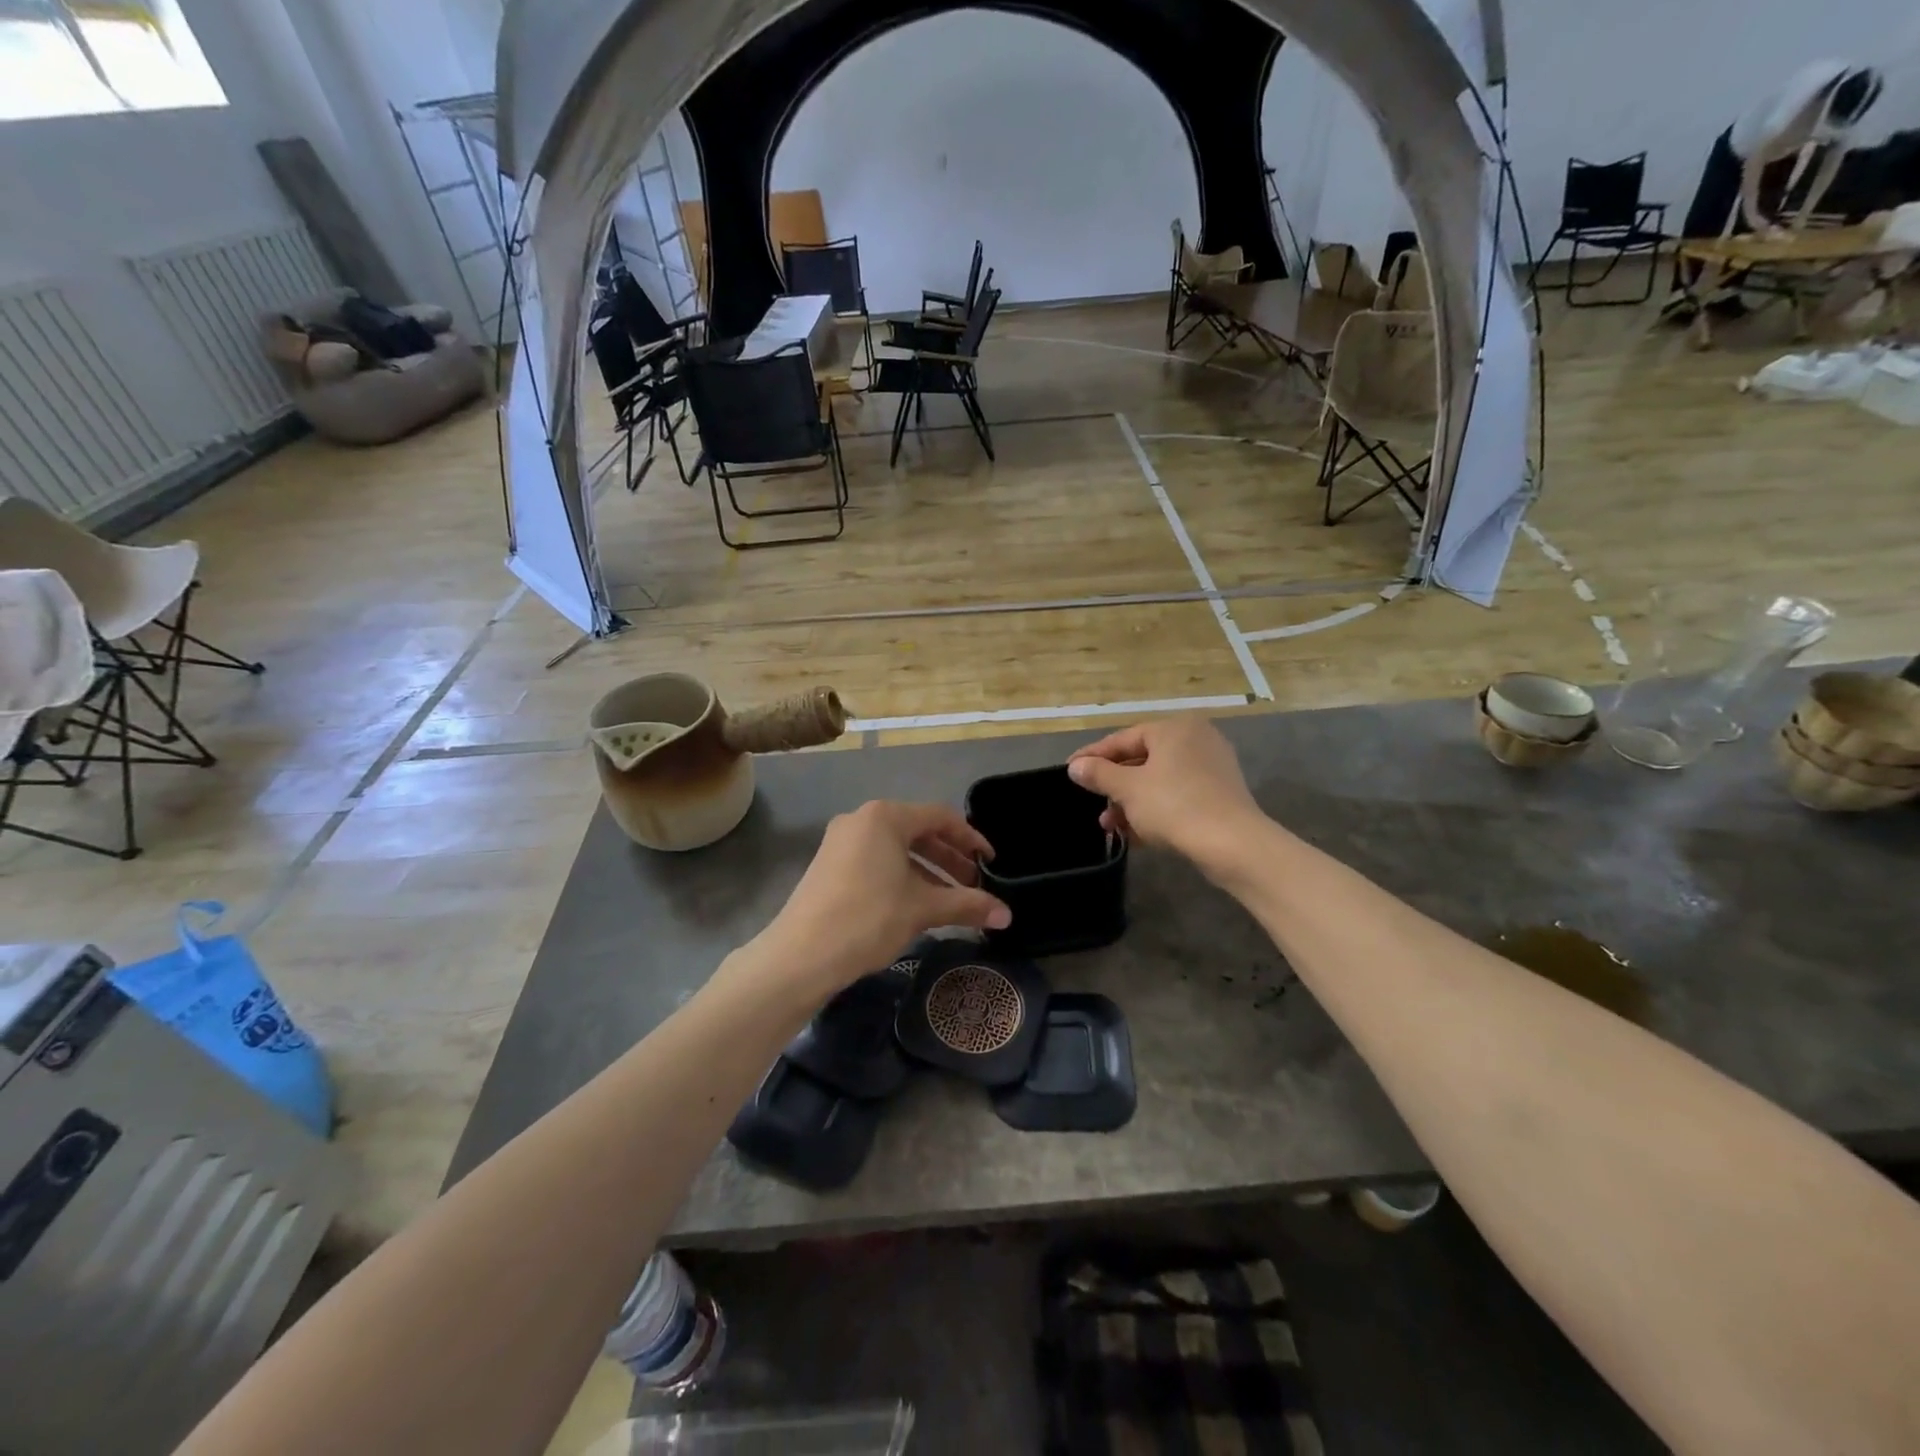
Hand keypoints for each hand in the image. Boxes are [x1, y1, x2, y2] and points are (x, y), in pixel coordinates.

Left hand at [763, 801, 1010, 994]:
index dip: (971, 839)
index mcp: (885, 817)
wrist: (800, 956)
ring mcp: (840, 842)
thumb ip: (967, 905)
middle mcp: (861, 820)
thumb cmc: (868, 919)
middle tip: (974, 886)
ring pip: (897, 849)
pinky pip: (877, 861)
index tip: (991, 863)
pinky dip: (902, 877)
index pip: (940, 818)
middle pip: (918, 832)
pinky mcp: (829, 865)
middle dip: (950, 859)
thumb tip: (1007, 915)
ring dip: (928, 871)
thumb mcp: (922, 909)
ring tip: (951, 901)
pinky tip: (916, 905)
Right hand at [1067, 717, 1264, 868]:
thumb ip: (1099, 774)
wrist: (1232, 844)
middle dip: (1113, 785)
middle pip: (1142, 760)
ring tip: (1109, 825)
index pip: (1124, 738)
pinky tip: (1135, 834)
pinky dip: (1154, 811)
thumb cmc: (1174, 806)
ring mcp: (1212, 768)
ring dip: (1131, 803)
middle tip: (1091, 802)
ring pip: (1159, 781)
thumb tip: (1076, 766)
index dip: (1093, 756)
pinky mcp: (1220, 795)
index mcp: (1174, 728)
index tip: (1070, 770)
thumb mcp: (1128, 789)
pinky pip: (1177, 797)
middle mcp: (1196, 740)